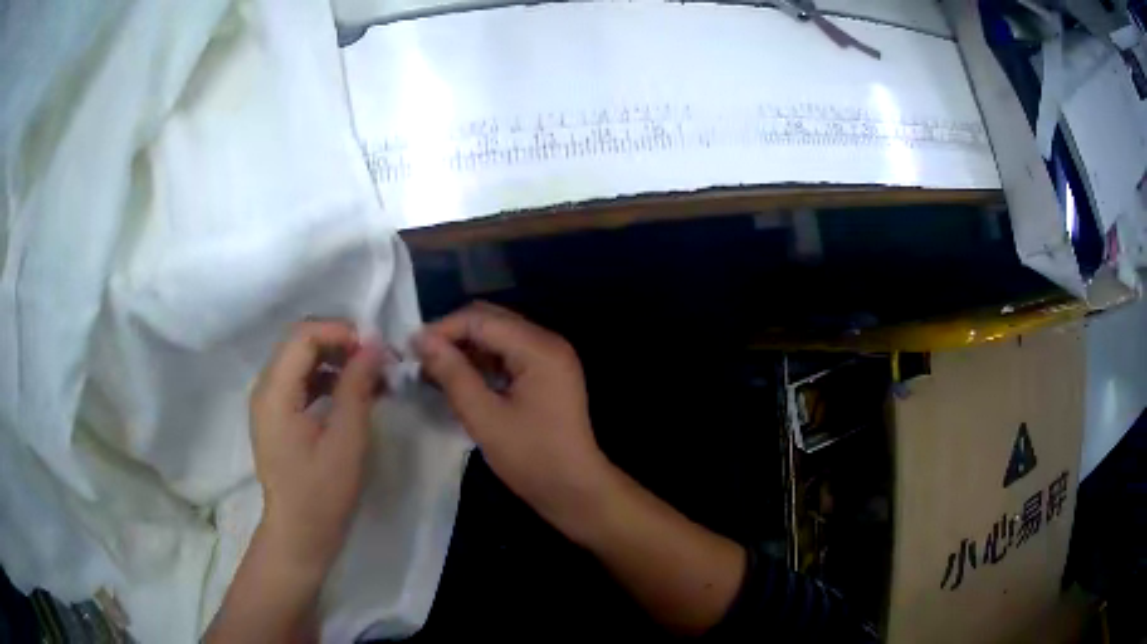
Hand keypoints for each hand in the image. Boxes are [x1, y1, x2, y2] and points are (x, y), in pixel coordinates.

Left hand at [250, 320, 383, 574]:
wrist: (299, 533)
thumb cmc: (322, 493)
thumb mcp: (347, 440)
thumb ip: (357, 387)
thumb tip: (374, 345)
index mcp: (275, 392)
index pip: (303, 335)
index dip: (340, 331)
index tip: (375, 348)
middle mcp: (265, 388)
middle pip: (300, 342)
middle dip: (340, 343)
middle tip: (377, 360)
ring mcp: (269, 401)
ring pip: (301, 359)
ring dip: (335, 359)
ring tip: (370, 376)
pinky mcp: (277, 415)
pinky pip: (300, 380)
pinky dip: (327, 378)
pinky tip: (352, 394)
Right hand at [414, 303, 610, 539]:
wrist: (575, 490)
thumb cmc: (531, 457)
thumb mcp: (485, 417)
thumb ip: (452, 374)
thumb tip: (421, 339)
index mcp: (538, 348)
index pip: (481, 319)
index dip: (443, 329)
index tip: (410, 349)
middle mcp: (547, 343)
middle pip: (491, 322)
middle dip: (453, 336)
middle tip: (419, 359)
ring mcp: (550, 358)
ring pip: (498, 338)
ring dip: (465, 350)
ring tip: (432, 371)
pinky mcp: (547, 375)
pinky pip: (508, 356)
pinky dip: (482, 363)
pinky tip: (458, 380)